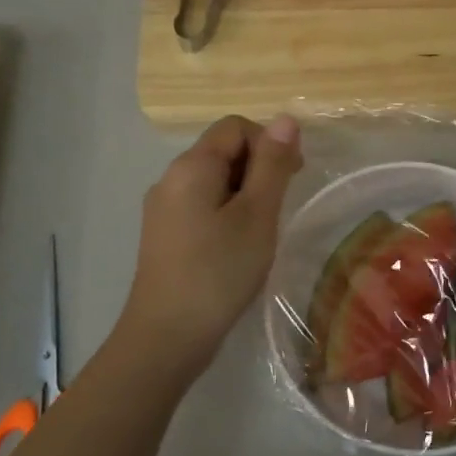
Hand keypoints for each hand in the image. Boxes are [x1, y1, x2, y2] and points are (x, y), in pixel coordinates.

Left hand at [115, 114, 302, 377]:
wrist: (166, 337)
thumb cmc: (219, 272)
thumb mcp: (257, 215)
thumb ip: (272, 165)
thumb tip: (284, 119)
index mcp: (191, 166)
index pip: (235, 127)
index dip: (269, 142)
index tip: (292, 177)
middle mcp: (170, 178)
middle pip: (222, 150)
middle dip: (258, 168)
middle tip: (280, 208)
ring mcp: (163, 208)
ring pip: (213, 181)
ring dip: (245, 194)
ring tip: (262, 231)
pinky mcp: (164, 234)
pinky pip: (201, 205)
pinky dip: (226, 213)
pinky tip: (238, 246)